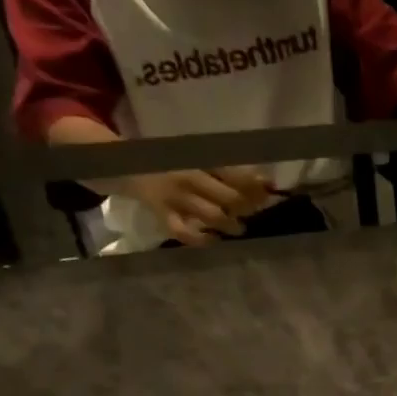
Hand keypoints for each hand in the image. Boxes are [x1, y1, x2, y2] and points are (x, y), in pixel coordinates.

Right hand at [120, 168, 272, 243]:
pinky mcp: (162, 214)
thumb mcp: (197, 156)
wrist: (126, 163)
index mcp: (199, 159)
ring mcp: (175, 197)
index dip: (256, 186)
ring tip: (238, 228)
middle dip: (247, 208)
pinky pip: (182, 231)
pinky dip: (200, 239)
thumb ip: (228, 169)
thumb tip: (267, 183)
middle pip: (229, 198)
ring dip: (230, 225)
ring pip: (211, 215)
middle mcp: (190, 178)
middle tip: (253, 212)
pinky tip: (212, 240)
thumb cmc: (170, 160)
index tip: (270, 191)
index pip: (235, 174)